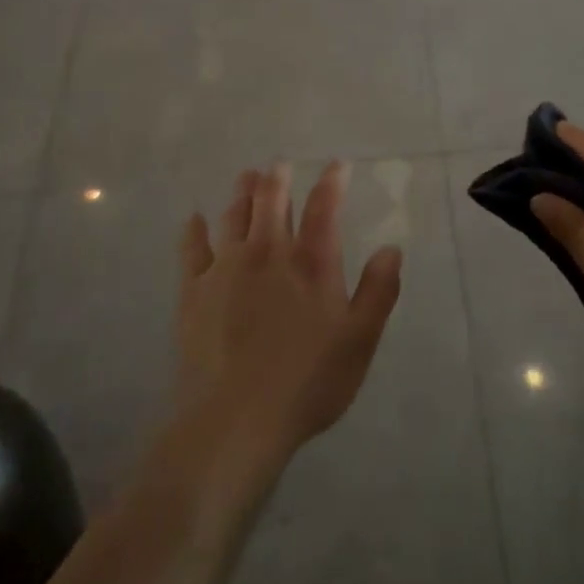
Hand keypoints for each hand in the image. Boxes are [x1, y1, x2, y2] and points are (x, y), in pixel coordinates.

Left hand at [175, 163, 402, 480]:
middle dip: (277, 178)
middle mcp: (268, 253)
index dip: (331, 182)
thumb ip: (378, 291)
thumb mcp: (359, 341)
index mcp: (311, 263)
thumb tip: (391, 248)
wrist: (235, 418)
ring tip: (246, 177)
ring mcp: (226, 268)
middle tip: (279, 165)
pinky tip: (195, 219)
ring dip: (242, 193)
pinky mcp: (194, 290)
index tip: (336, 165)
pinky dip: (195, 230)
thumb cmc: (307, 382)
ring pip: (234, 216)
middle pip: (271, 201)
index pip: (324, 208)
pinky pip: (192, 248)